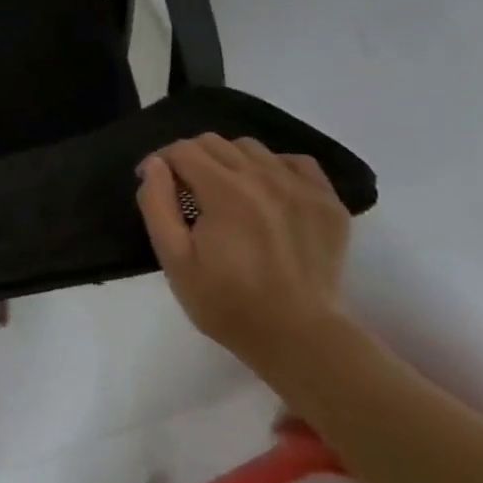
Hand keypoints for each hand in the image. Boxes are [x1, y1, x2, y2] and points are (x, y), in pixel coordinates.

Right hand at [136, 133, 351, 376]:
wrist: (300, 340)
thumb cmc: (229, 304)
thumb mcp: (175, 261)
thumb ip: (157, 205)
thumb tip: (154, 166)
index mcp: (224, 190)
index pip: (182, 150)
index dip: (160, 162)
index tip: (155, 183)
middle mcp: (263, 177)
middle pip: (214, 142)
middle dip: (191, 158)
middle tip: (186, 190)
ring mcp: (300, 187)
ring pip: (252, 148)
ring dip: (230, 161)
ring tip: (226, 191)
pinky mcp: (328, 202)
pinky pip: (296, 162)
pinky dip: (275, 168)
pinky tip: (267, 193)